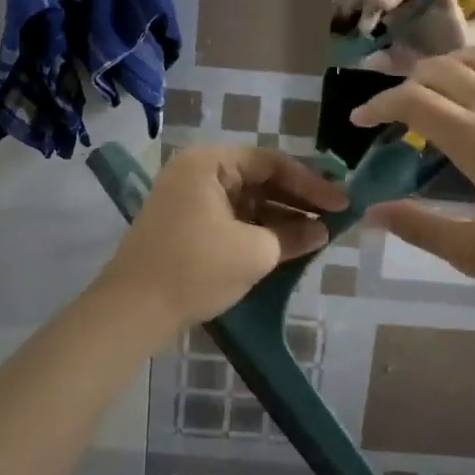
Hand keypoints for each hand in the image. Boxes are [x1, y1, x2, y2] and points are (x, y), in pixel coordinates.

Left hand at [97, 146, 348, 329]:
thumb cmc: (195, 269)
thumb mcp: (254, 252)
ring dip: (281, 216)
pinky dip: (259, 229)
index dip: (311, 183)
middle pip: (258, 178)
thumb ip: (294, 236)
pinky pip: (232, 218)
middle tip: (335, 216)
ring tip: (318, 233)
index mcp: (209, 163)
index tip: (342, 203)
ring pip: (247, 200)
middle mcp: (197, 172)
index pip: (271, 162)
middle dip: (297, 199)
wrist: (132, 312)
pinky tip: (288, 244)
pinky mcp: (186, 226)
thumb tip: (322, 232)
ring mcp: (188, 199)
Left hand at [332, 0, 467, 73]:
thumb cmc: (419, 58)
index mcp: (383, 13)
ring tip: (386, 7)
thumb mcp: (390, 63)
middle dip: (368, 1)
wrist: (454, 63)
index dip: (349, 0)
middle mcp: (400, 1)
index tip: (338, 13)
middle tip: (364, 24)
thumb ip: (369, 60)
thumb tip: (342, 60)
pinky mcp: (446, 0)